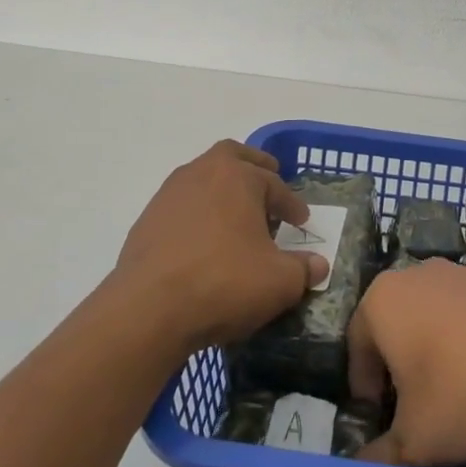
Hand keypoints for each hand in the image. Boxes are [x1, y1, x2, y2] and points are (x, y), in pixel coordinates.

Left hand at [108, 140, 329, 354]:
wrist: (148, 309)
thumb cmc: (224, 282)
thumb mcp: (279, 282)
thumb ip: (303, 270)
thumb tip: (318, 265)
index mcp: (237, 176)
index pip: (274, 184)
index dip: (292, 204)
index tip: (301, 221)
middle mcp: (201, 173)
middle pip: (231, 156)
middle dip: (253, 167)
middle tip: (267, 182)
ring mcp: (169, 195)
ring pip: (202, 179)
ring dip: (222, 192)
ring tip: (236, 219)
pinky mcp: (147, 221)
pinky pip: (181, 207)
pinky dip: (198, 216)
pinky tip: (204, 244)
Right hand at [347, 259, 465, 466]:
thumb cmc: (465, 391)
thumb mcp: (416, 440)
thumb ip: (380, 458)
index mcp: (382, 300)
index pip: (356, 345)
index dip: (364, 388)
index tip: (379, 421)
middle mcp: (416, 275)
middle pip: (395, 326)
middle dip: (400, 368)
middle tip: (414, 411)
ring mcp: (461, 273)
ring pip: (434, 318)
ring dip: (437, 352)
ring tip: (458, 397)